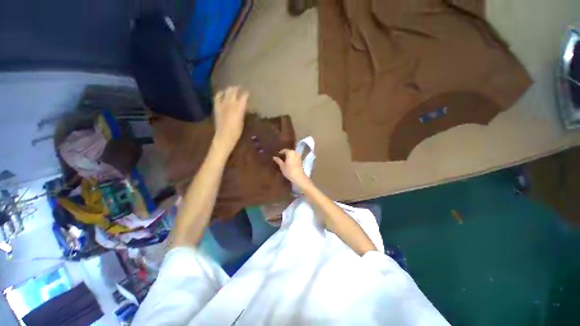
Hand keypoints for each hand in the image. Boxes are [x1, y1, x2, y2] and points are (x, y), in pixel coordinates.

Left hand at [213, 86, 248, 152]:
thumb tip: (243, 105)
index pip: (244, 96)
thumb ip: (242, 111)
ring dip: (230, 89)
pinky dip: (220, 93)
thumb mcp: (242, 120)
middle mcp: (230, 103)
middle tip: (241, 88)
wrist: (224, 136)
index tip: (248, 92)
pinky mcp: (216, 106)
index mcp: (239, 107)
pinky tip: (222, 93)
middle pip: (234, 91)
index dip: (246, 93)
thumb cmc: (237, 131)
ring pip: (226, 92)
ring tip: (232, 89)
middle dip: (238, 88)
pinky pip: (217, 97)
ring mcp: (222, 104)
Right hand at [273, 149, 310, 187]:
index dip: (280, 152)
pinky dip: (292, 158)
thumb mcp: (282, 166)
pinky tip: (288, 162)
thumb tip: (274, 157)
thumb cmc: (289, 171)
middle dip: (285, 154)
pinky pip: (295, 157)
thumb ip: (278, 160)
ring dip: (288, 156)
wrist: (299, 177)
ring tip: (284, 160)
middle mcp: (295, 152)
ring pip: (292, 154)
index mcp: (290, 152)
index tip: (277, 155)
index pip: (284, 150)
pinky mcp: (301, 160)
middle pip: (289, 152)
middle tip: (280, 157)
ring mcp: (299, 156)